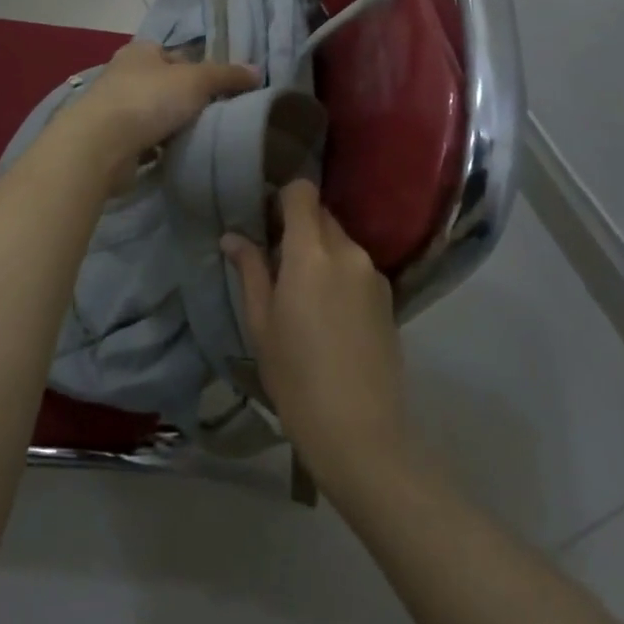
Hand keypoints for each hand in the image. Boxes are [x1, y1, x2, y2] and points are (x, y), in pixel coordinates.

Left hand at [59, 41, 257, 184]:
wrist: (101, 145)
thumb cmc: (149, 99)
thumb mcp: (196, 80)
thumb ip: (227, 75)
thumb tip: (257, 70)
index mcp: (141, 51)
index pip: (177, 55)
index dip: (201, 68)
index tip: (223, 88)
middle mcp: (124, 74)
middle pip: (167, 85)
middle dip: (189, 99)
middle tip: (219, 114)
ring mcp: (115, 108)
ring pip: (157, 113)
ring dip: (175, 125)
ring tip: (203, 137)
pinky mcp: (112, 140)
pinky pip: (146, 140)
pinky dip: (161, 147)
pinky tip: (179, 154)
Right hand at [224, 181, 414, 501]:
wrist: (359, 432)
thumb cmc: (296, 377)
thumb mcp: (261, 324)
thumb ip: (250, 271)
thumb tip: (232, 237)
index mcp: (312, 253)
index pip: (303, 192)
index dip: (283, 197)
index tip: (267, 220)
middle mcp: (348, 252)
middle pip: (322, 215)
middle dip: (300, 227)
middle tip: (278, 264)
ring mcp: (374, 274)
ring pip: (341, 242)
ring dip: (321, 252)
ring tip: (305, 297)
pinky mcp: (390, 297)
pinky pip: (358, 268)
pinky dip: (342, 275)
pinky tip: (332, 317)